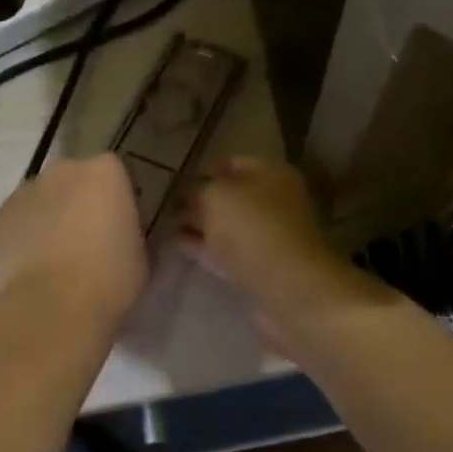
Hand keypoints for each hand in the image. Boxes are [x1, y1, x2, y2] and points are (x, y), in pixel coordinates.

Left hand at [0, 155, 147, 331]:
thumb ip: (132, 233)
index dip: (117, 200)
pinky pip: (19, 220)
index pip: (115, 174)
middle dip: (81, 201)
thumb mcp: (142, 255)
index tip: (121, 227)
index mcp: (106, 172)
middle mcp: (64, 170)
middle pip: (75, 179)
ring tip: (57, 258)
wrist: (49, 307)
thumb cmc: (108, 279)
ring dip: (50, 216)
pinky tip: (32, 266)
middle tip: (89, 240)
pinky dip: (25, 234)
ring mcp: (25, 191)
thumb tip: (123, 236)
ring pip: (43, 198)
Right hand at [179, 159, 385, 339]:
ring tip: (164, 225)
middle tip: (165, 204)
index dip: (202, 169)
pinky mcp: (261, 267)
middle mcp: (274, 201)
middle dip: (199, 199)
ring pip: (227, 225)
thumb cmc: (253, 229)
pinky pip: (226, 250)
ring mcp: (269, 236)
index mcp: (272, 174)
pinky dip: (204, 246)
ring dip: (199, 224)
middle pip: (230, 195)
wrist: (289, 288)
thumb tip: (187, 193)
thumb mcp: (216, 196)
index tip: (174, 180)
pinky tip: (178, 245)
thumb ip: (197, 189)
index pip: (232, 163)